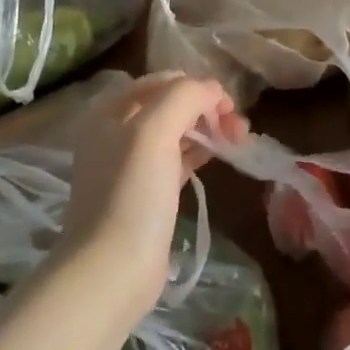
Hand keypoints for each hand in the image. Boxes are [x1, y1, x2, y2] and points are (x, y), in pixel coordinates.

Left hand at [61, 73, 246, 319]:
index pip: (163, 81)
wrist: (112, 269)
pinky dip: (200, 152)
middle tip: (238, 127)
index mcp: (110, 112)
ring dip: (208, 129)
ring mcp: (129, 166)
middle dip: (207, 108)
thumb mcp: (154, 131)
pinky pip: (177, 159)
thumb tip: (213, 91)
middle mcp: (116, 133)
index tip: (229, 108)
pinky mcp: (146, 193)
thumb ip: (184, 97)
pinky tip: (220, 156)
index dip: (199, 87)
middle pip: (170, 105)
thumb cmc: (132, 194)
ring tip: (238, 140)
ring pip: (176, 132)